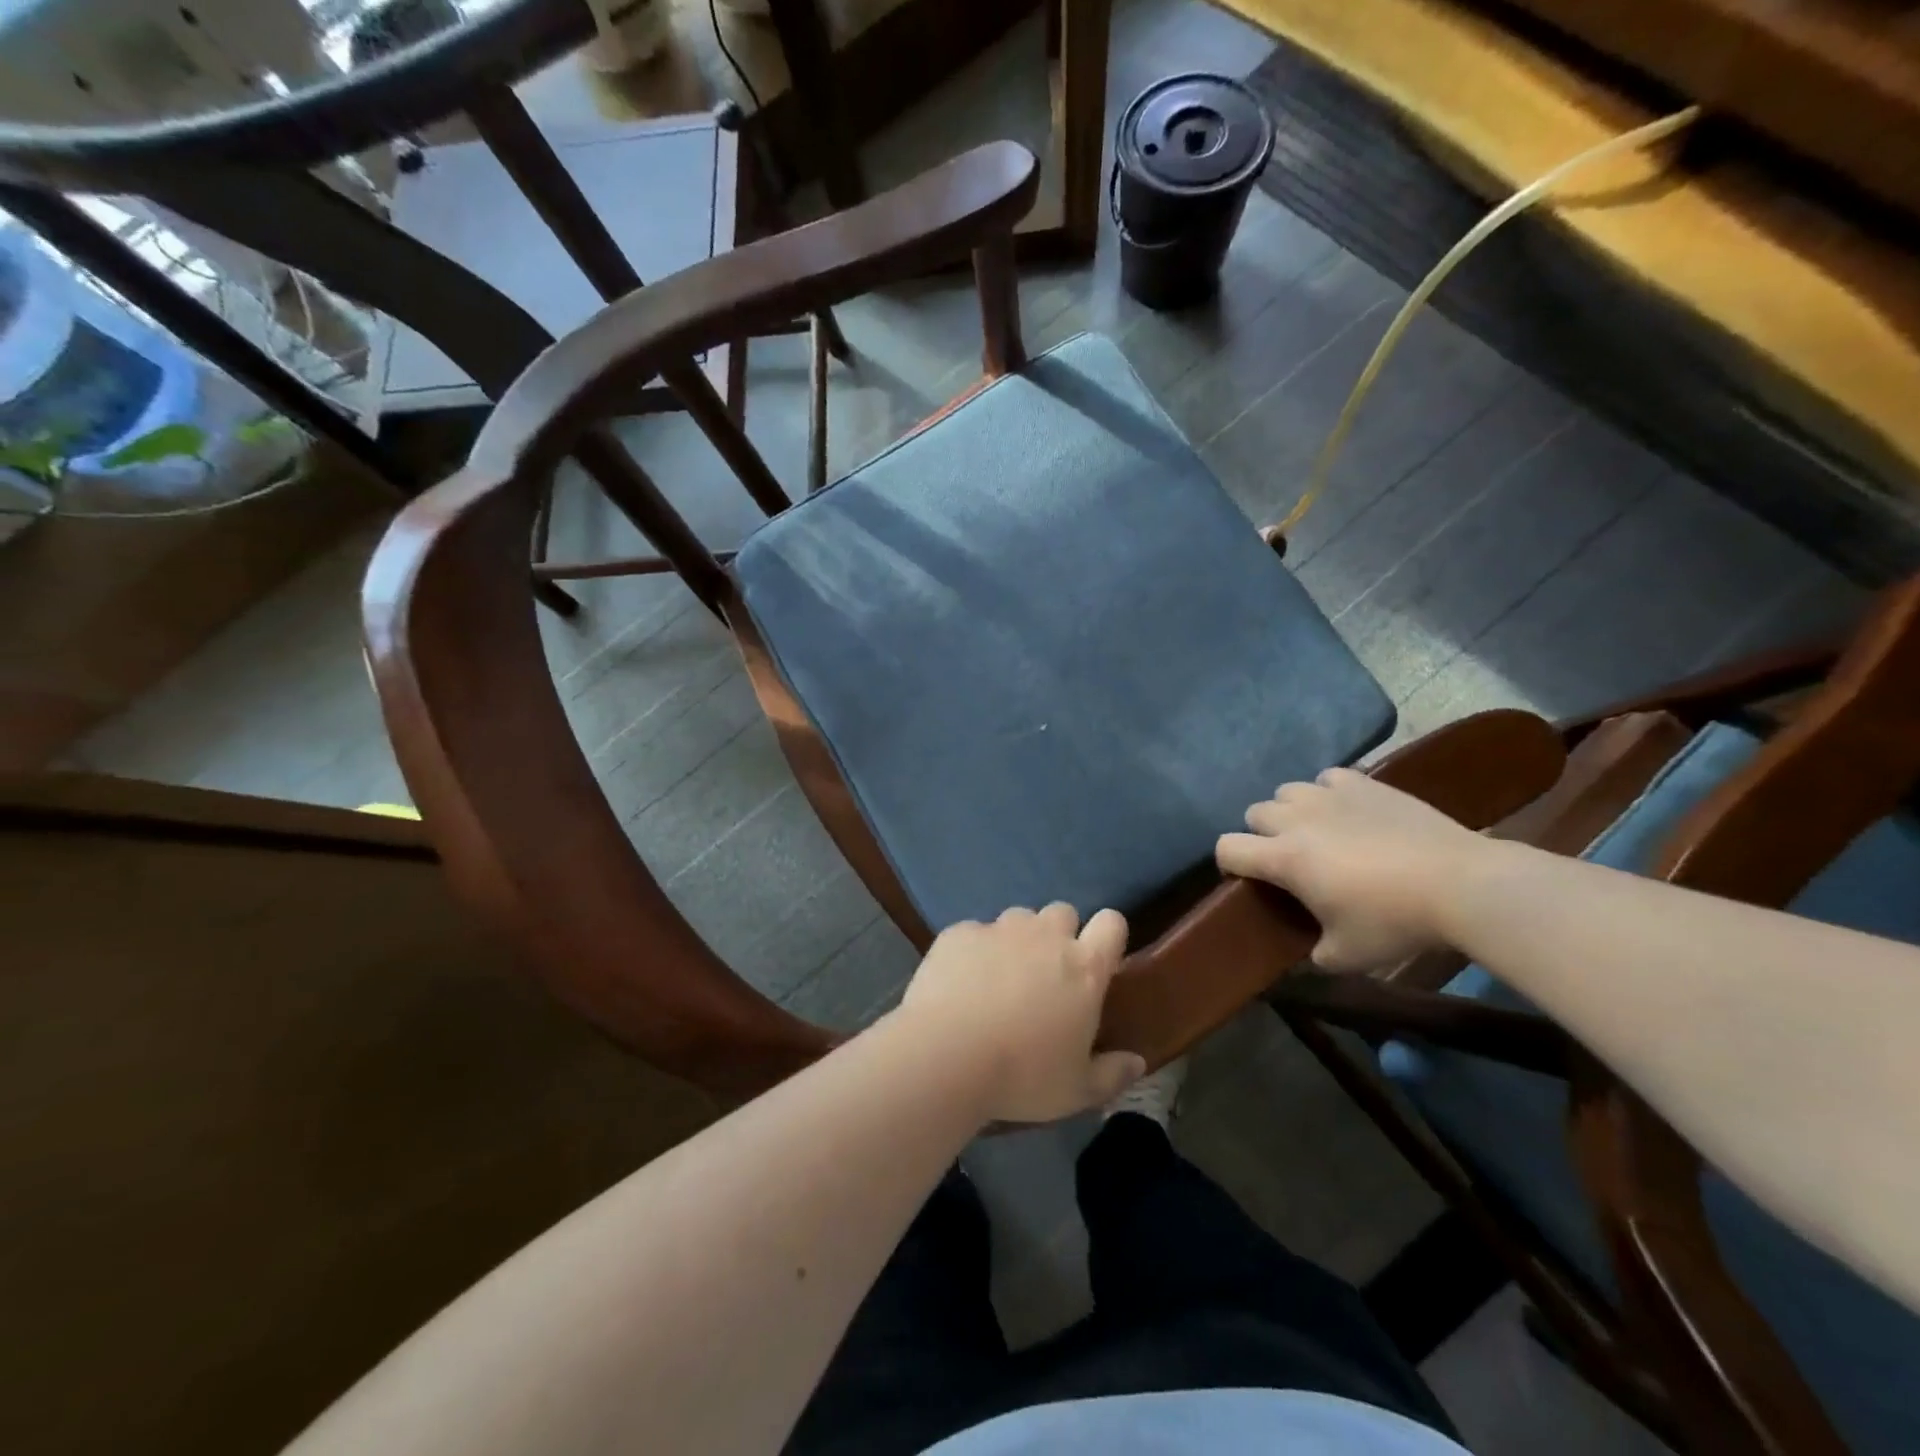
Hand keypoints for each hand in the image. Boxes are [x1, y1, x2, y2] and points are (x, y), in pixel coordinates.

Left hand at [896, 904, 1144, 1123]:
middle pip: (1063, 912)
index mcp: (1084, 967)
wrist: (945, 1055)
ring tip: (999, 978)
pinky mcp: (960, 932)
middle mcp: (1045, 935)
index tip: (1097, 959)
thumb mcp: (1076, 1090)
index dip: (1106, 935)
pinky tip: (960, 983)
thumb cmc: (1022, 1075)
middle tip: (1045, 974)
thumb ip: (1112, 1074)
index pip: (1112, 923)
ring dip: (1017, 940)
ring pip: (1018, 918)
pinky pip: (975, 932)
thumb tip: (1136, 1061)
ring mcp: (999, 929)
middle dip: (1058, 934)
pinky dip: (974, 951)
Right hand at [1216, 768, 1483, 972]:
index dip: (1229, 864)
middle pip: (1254, 813)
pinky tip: (1348, 812)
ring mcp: (1330, 795)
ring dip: (1292, 810)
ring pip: (1287, 791)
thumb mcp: (1347, 956)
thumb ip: (1314, 956)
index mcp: (1284, 858)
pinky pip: (1328, 777)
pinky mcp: (1363, 783)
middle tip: (1290, 860)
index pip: (1227, 847)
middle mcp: (1297, 819)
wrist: (1462, 883)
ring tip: (1317, 831)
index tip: (1249, 880)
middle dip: (1262, 835)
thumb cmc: (1396, 922)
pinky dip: (1329, 793)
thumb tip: (1306, 955)